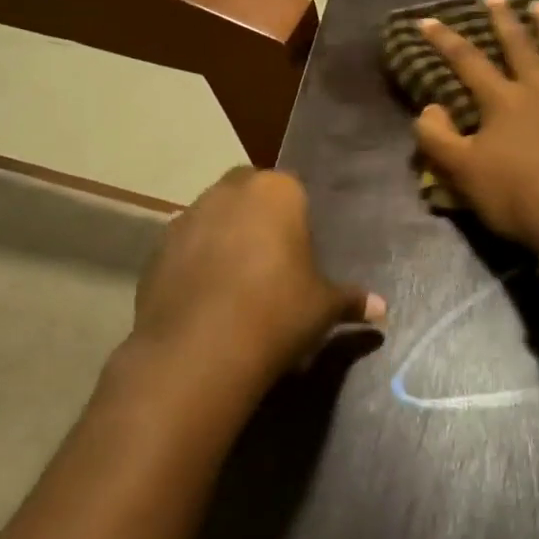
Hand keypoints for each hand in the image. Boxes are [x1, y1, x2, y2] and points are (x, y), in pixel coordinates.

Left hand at [117, 169, 383, 416]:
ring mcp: (187, 217)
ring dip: (224, 236)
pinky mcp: (156, 249)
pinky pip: (184, 247)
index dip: (297, 218)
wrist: (201, 350)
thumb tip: (382, 310)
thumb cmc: (278, 312)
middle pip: (248, 192)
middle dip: (257, 216)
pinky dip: (194, 262)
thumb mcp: (324, 307)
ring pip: (212, 216)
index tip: (300, 251)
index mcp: (277, 192)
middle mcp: (229, 191)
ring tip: (236, 281)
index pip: (293, 188)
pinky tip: (206, 298)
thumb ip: (351, 300)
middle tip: (271, 259)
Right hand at [415, 0, 538, 253]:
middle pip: (518, 46)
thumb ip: (437, 137)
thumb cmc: (515, 197)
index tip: (428, 20)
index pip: (467, 62)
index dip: (445, 40)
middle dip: (503, 21)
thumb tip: (428, 107)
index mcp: (501, 101)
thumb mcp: (462, 172)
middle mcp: (538, 87)